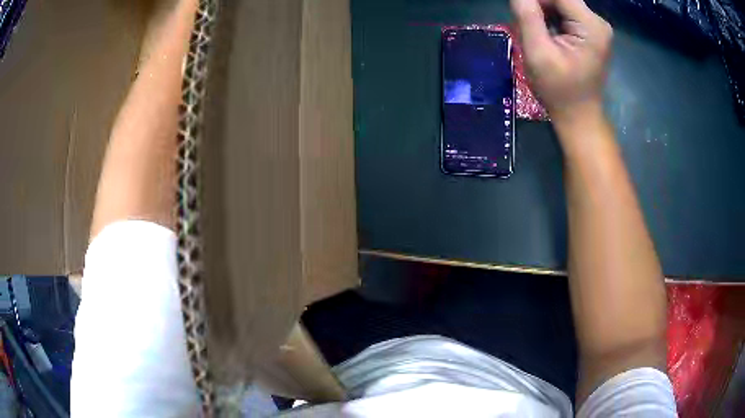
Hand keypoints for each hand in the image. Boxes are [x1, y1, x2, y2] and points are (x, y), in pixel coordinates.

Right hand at [511, 0, 611, 126]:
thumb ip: (528, 16)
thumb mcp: (538, 52)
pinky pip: (565, 14)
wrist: (579, 117)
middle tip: (525, 25)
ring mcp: (596, 27)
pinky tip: (545, 34)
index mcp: (591, 25)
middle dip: (538, 6)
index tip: (520, 11)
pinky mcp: (591, 33)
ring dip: (542, 12)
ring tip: (536, 33)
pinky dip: (550, 18)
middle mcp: (597, 22)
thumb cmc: (559, 90)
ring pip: (561, 4)